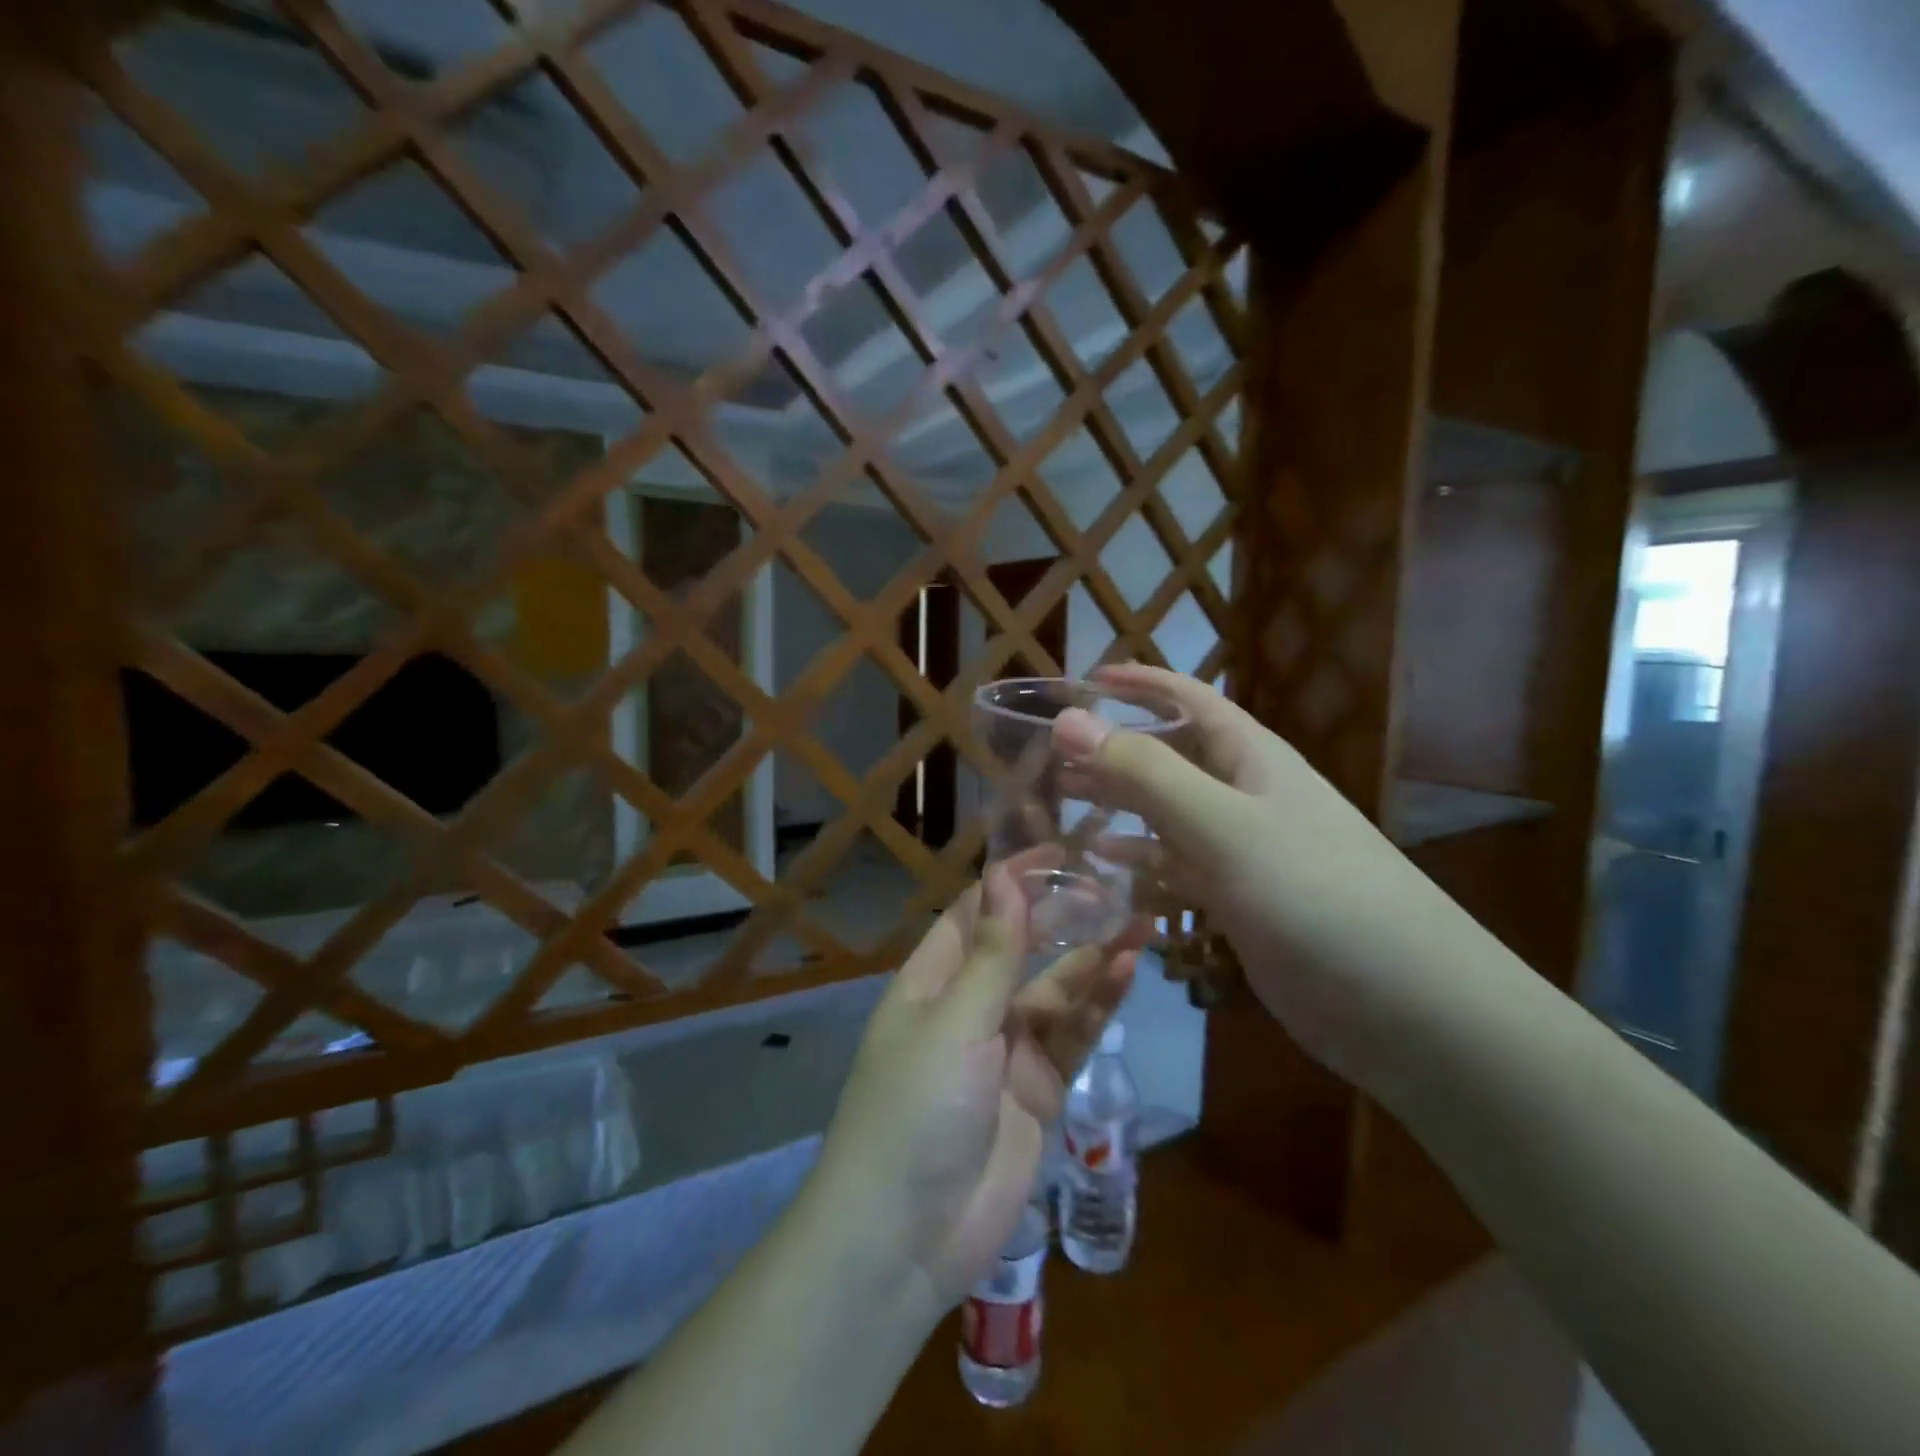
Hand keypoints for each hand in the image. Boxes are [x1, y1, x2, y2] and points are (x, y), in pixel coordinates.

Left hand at [811, 864, 1139, 1308]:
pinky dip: (1099, 1007)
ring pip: (1056, 991)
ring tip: (1140, 923)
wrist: (905, 1237)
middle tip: (1113, 885)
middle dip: (1063, 917)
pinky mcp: (1038, 1091)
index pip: (977, 914)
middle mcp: (970, 1008)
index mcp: (933, 981)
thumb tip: (1006, 877)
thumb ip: (992, 955)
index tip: (1059, 850)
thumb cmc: (915, 1108)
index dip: (1014, 880)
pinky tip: (1127, 973)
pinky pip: (1072, 1038)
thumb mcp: (954, 1022)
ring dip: (1093, 959)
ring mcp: (1006, 1051)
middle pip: (1023, 949)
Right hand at [1054, 664, 1452, 1094]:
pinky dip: (1142, 860)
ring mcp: (1244, 851)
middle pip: (1171, 757)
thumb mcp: (1223, 825)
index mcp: (1251, 758)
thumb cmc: (1314, 895)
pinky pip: (1179, 867)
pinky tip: (1107, 863)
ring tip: (1066, 803)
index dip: (1140, 684)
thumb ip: (1144, 773)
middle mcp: (1246, 796)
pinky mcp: (1241, 901)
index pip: (1189, 699)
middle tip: (1053, 755)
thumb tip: (1068, 718)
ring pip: (1169, 814)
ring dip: (1121, 805)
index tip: (1085, 679)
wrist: (1407, 1006)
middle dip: (1115, 750)